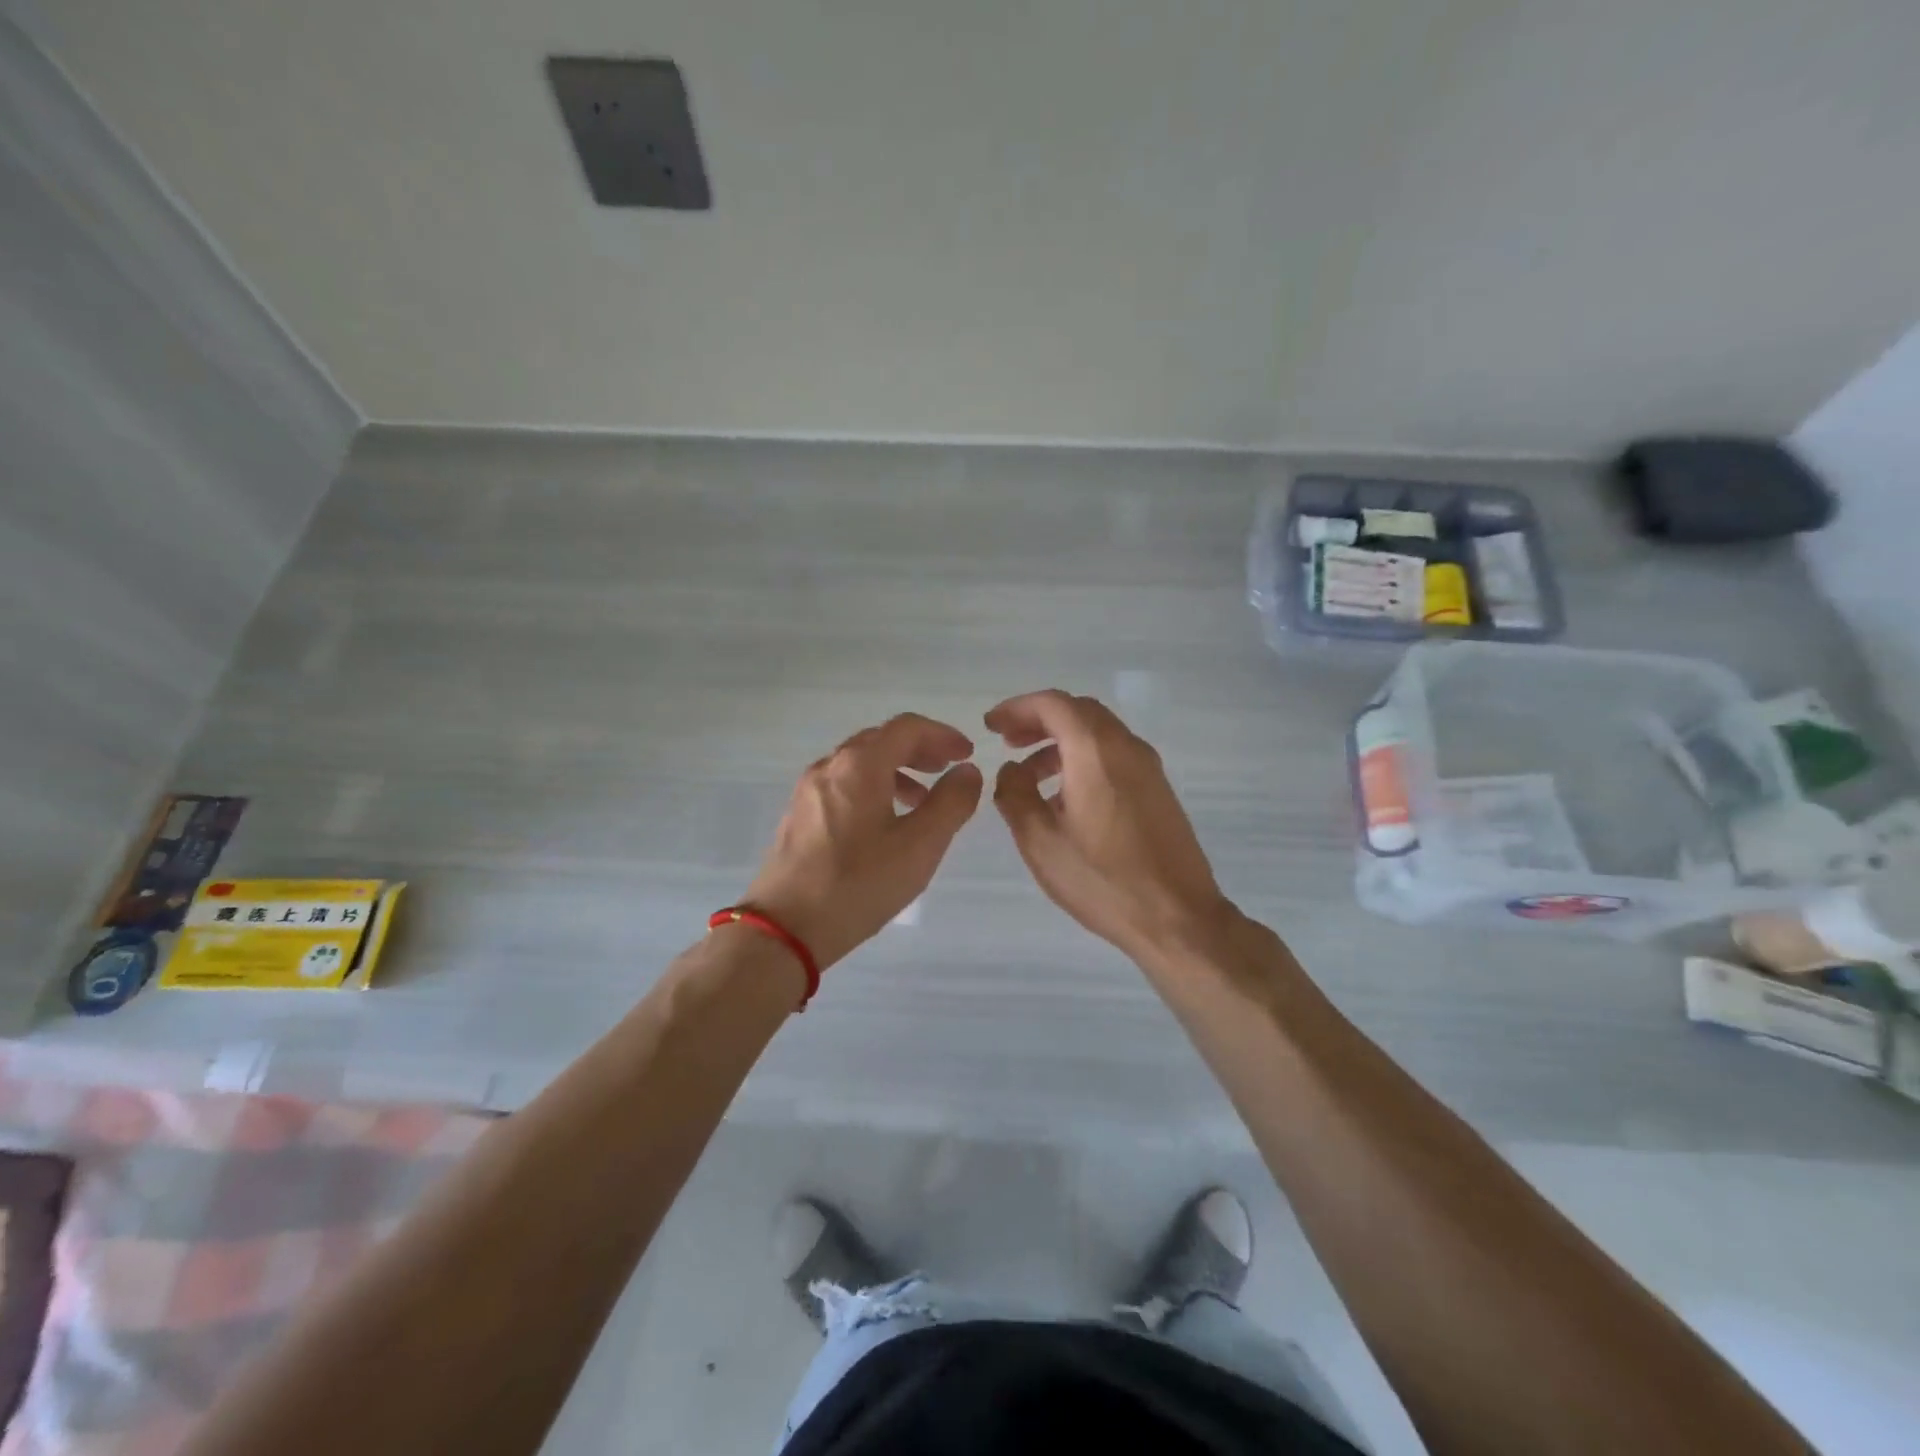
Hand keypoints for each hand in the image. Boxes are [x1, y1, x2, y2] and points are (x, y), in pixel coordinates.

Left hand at [744, 713, 983, 970]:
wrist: (784, 928)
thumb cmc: (859, 884)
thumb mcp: (919, 846)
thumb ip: (951, 803)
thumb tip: (967, 771)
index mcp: (860, 765)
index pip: (906, 728)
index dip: (942, 735)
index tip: (967, 754)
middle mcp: (830, 766)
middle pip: (881, 740)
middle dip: (919, 750)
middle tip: (947, 770)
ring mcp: (809, 790)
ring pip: (859, 763)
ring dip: (896, 771)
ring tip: (921, 802)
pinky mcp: (798, 815)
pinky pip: (842, 784)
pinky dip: (872, 788)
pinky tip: (883, 823)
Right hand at [987, 690, 1230, 963]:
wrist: (1177, 917)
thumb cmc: (1102, 879)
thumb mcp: (1040, 841)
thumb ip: (1014, 795)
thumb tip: (1011, 770)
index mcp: (1095, 750)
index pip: (1053, 704)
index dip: (1017, 708)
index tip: (991, 726)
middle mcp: (1126, 747)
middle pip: (1078, 712)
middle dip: (1038, 721)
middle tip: (1008, 743)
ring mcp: (1148, 767)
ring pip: (1098, 734)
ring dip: (1060, 742)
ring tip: (1029, 776)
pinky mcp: (1158, 790)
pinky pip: (1114, 756)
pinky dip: (1083, 759)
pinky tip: (1064, 799)